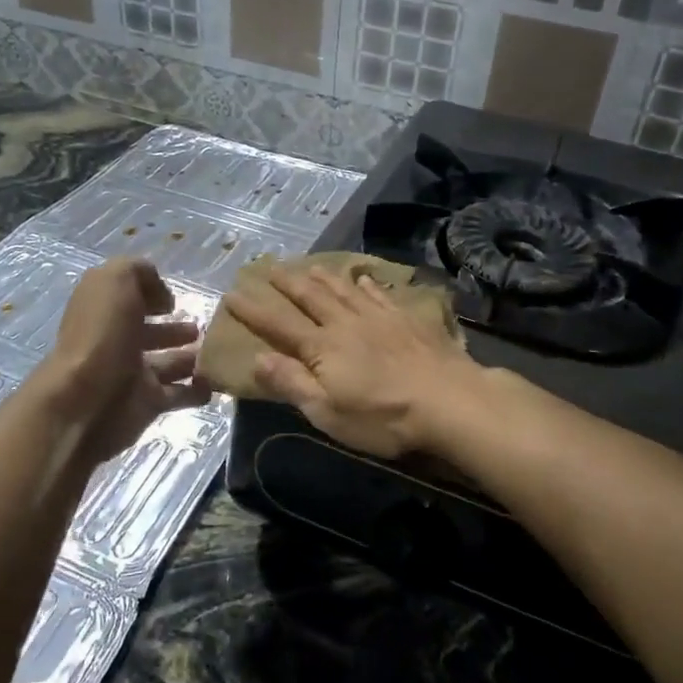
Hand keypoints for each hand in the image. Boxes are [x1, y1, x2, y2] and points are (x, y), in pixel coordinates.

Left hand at [45, 258, 209, 462]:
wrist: (85, 401)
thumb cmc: (101, 335)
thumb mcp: (116, 281)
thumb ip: (139, 272)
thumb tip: (161, 294)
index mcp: (106, 311)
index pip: (131, 299)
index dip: (152, 296)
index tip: (175, 301)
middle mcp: (118, 341)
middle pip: (152, 333)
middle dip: (178, 330)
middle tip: (205, 328)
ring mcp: (133, 375)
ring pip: (170, 363)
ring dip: (193, 358)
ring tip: (219, 353)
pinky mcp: (148, 404)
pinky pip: (180, 394)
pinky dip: (198, 390)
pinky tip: (215, 381)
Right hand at [224, 266, 480, 458]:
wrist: (449, 401)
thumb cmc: (383, 417)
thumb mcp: (328, 412)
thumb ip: (292, 383)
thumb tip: (257, 358)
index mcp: (323, 348)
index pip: (279, 325)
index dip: (254, 310)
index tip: (233, 293)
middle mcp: (346, 323)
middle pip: (311, 297)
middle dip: (287, 283)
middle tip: (269, 267)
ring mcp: (379, 317)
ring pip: (344, 289)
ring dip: (323, 277)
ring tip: (308, 265)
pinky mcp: (407, 319)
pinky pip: (380, 294)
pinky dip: (366, 283)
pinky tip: (363, 277)